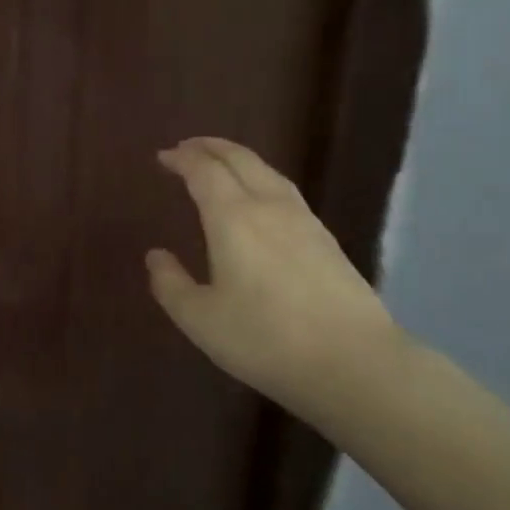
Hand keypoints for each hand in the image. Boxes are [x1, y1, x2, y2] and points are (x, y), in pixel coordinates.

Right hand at [147, 137, 406, 415]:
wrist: (353, 363)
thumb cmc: (265, 339)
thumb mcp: (200, 319)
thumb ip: (171, 284)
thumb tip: (156, 255)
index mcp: (233, 218)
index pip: (204, 171)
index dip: (181, 158)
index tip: (163, 156)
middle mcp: (268, 206)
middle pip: (239, 159)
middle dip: (210, 147)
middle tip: (188, 147)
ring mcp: (304, 220)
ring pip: (267, 171)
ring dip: (239, 159)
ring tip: (222, 164)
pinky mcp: (326, 239)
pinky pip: (285, 190)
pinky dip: (262, 178)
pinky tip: (262, 199)